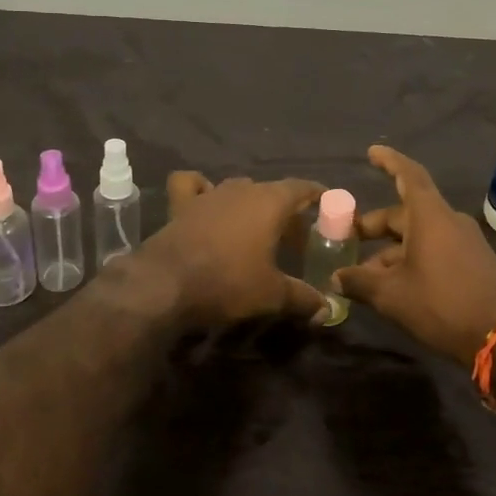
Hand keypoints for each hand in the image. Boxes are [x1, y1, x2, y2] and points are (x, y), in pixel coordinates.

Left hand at [133, 173, 328, 327]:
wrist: (165, 284)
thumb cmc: (227, 282)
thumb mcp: (272, 295)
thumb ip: (303, 298)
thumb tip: (327, 310)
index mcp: (269, 201)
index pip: (302, 187)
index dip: (318, 196)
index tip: (329, 206)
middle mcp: (240, 189)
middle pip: (271, 191)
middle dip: (286, 210)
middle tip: (296, 237)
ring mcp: (208, 194)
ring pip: (236, 188)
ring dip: (249, 203)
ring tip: (256, 228)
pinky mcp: (180, 205)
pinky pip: (192, 185)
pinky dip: (200, 188)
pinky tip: (206, 202)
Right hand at [332, 145, 495, 363]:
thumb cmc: (442, 305)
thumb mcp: (391, 295)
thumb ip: (359, 282)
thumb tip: (336, 278)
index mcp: (430, 217)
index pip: (408, 175)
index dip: (389, 162)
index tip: (372, 152)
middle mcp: (450, 222)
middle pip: (406, 213)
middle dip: (376, 225)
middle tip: (349, 238)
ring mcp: (466, 243)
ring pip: (419, 236)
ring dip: (391, 250)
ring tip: (365, 275)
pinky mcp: (475, 264)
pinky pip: (436, 250)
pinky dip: (412, 260)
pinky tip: (394, 286)